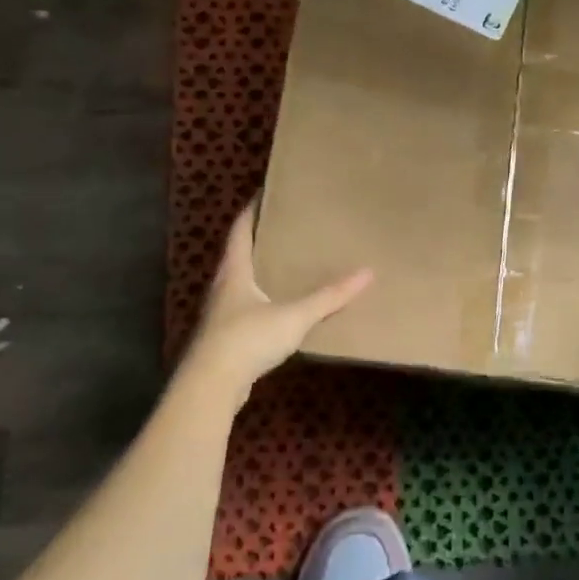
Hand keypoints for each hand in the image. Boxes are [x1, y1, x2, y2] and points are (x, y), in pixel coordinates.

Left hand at [186, 200, 372, 393]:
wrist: (211, 387)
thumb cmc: (247, 339)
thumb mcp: (294, 316)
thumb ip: (329, 297)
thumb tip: (367, 273)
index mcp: (234, 271)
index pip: (240, 229)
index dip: (251, 209)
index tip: (265, 192)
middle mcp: (223, 287)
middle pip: (238, 253)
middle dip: (258, 238)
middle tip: (285, 225)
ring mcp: (221, 314)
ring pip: (240, 282)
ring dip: (259, 270)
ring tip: (286, 262)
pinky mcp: (225, 338)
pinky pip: (245, 308)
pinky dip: (262, 299)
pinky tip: (280, 306)